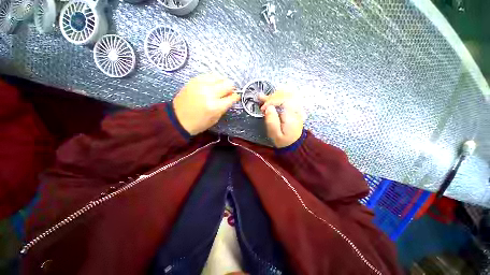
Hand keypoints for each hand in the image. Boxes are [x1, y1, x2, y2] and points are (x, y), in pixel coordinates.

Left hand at [173, 74, 239, 135]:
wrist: (177, 119)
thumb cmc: (198, 123)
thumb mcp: (215, 119)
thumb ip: (224, 107)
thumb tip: (231, 97)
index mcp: (215, 106)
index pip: (232, 97)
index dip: (236, 97)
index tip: (236, 97)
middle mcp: (209, 93)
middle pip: (228, 84)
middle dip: (231, 88)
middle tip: (228, 93)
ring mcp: (201, 85)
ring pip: (219, 76)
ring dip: (223, 82)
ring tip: (220, 88)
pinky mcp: (194, 80)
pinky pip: (209, 75)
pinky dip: (214, 79)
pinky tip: (212, 85)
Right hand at [259, 89, 303, 147]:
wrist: (294, 143)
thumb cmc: (284, 140)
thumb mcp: (275, 134)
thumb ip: (271, 121)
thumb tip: (268, 108)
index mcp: (291, 115)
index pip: (282, 100)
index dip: (271, 102)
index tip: (263, 108)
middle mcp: (296, 109)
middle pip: (285, 95)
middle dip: (271, 96)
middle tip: (261, 99)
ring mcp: (296, 108)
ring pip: (287, 94)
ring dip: (275, 94)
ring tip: (265, 97)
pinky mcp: (295, 108)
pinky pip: (288, 97)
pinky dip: (279, 96)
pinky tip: (273, 96)